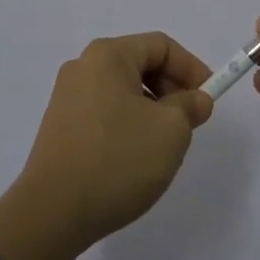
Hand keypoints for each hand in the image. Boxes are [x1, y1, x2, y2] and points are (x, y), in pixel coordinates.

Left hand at [17, 31, 214, 252]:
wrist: (51, 214)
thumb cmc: (117, 159)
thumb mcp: (170, 130)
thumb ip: (190, 106)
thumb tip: (194, 99)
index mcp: (108, 55)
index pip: (160, 46)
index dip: (191, 68)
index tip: (209, 99)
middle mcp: (83, 67)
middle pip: (140, 65)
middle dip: (171, 89)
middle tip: (190, 122)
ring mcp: (66, 98)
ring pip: (123, 91)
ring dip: (151, 110)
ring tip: (163, 145)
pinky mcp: (59, 128)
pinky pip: (104, 112)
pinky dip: (127, 125)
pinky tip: (134, 158)